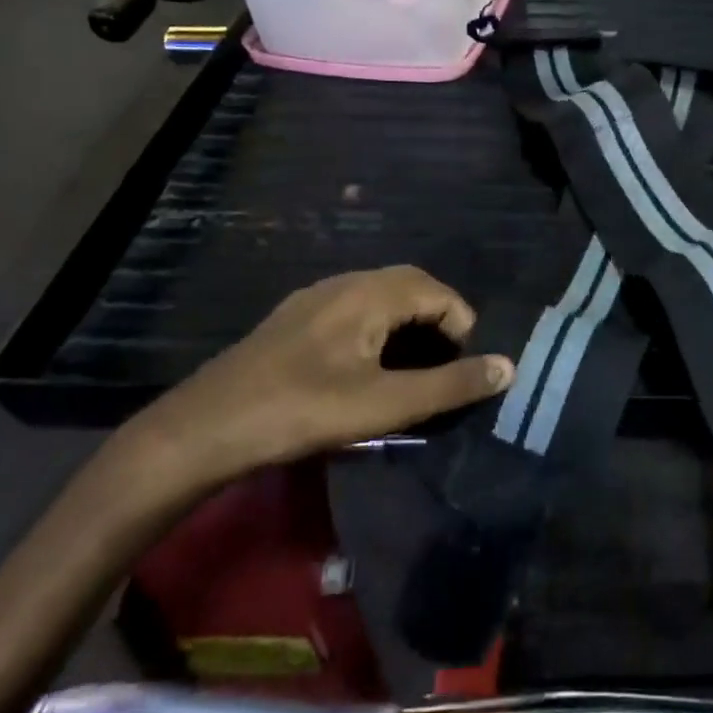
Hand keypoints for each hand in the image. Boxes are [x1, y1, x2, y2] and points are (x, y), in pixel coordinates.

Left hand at [129, 266, 513, 487]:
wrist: (204, 429)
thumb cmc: (303, 412)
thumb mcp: (387, 404)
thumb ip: (451, 385)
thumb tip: (509, 366)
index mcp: (370, 293)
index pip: (439, 291)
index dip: (463, 326)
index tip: (463, 371)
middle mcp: (344, 283)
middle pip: (410, 286)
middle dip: (439, 321)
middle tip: (447, 368)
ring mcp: (314, 300)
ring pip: (380, 298)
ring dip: (408, 326)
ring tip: (414, 371)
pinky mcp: (293, 321)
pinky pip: (353, 312)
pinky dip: (378, 331)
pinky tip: (367, 371)